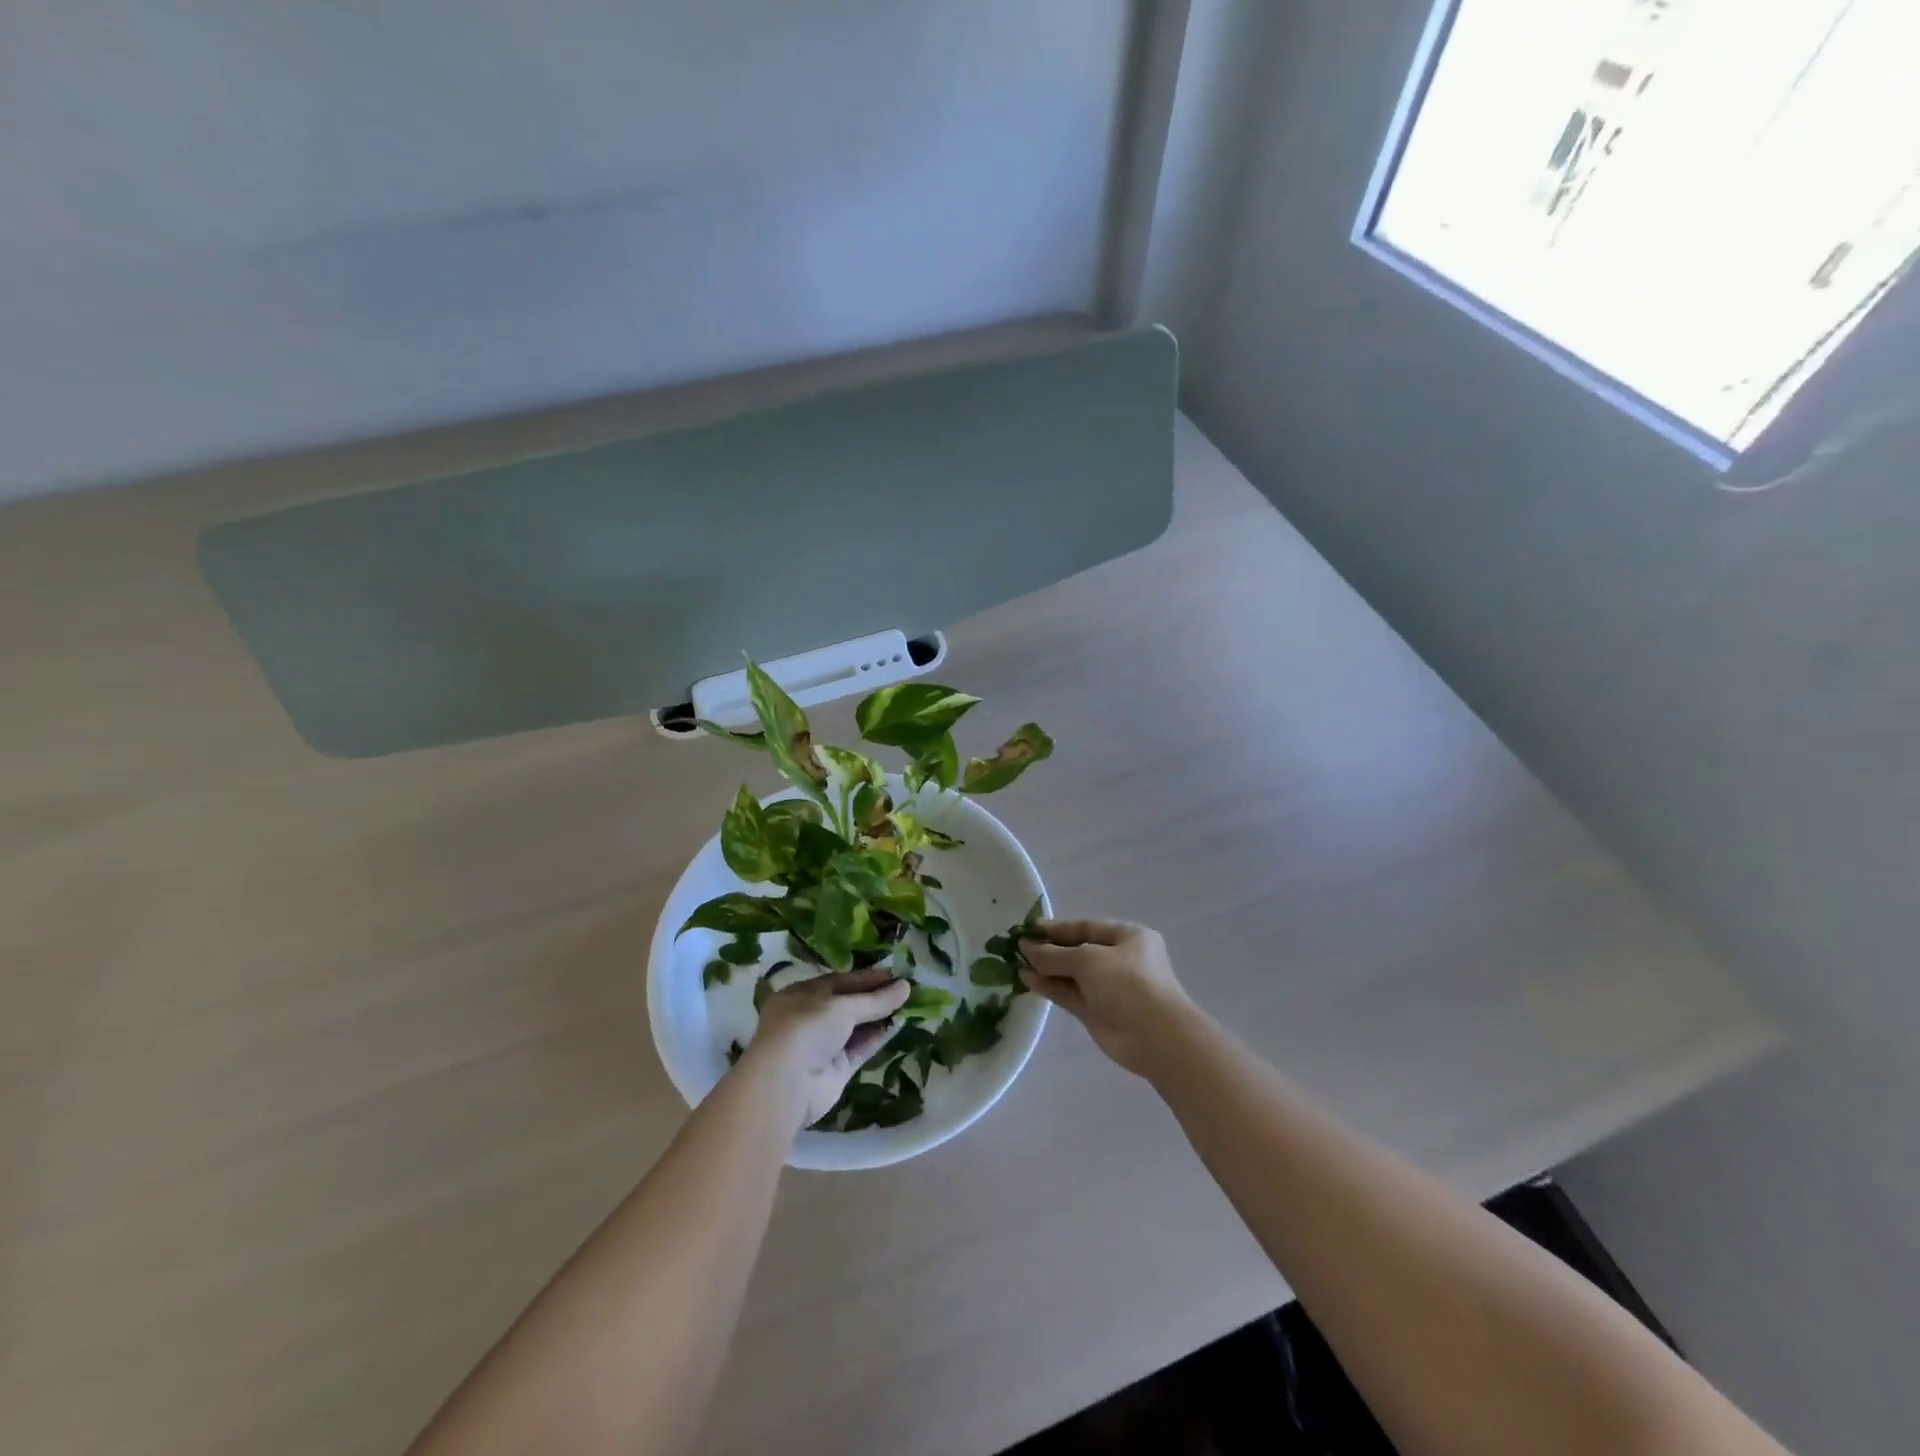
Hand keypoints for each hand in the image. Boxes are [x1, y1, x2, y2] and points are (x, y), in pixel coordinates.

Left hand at [738, 968, 911, 1129]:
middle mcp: (810, 1018)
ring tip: (909, 1005)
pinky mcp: (835, 1069)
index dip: (866, 977)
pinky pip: (860, 1048)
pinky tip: (898, 1025)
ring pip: (856, 1026)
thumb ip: (875, 999)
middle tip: (906, 989)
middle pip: (848, 1004)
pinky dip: (878, 1037)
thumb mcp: (842, 1006)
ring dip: (880, 1016)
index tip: (894, 973)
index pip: (839, 981)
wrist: (787, 1084)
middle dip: (875, 996)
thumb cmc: (807, 1028)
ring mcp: (823, 1045)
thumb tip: (905, 986)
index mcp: (801, 995)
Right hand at [1020, 919, 1193, 1076]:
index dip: (1057, 928)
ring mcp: (1108, 988)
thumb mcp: (1089, 959)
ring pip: (1071, 974)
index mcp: (1128, 937)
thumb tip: (1026, 947)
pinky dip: (1049, 987)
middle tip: (1017, 947)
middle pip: (1077, 951)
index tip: (1028, 929)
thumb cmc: (1128, 983)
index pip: (1086, 927)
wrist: (1155, 1037)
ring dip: (1045, 969)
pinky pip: (1069, 994)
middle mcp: (1119, 960)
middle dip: (1049, 949)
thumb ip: (1054, 954)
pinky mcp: (1097, 1012)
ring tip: (1016, 963)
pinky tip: (1026, 979)